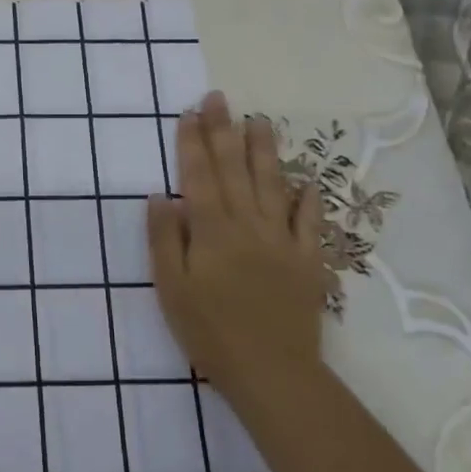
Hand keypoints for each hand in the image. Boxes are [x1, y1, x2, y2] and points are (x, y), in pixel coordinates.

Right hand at [147, 91, 326, 398]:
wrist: (272, 372)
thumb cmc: (210, 331)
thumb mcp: (171, 288)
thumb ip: (165, 239)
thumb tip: (160, 196)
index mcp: (212, 230)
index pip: (199, 176)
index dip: (193, 142)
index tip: (189, 112)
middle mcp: (248, 225)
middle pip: (235, 170)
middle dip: (224, 131)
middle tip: (219, 99)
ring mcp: (282, 241)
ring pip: (273, 185)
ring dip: (264, 151)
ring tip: (260, 121)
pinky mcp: (308, 261)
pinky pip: (310, 222)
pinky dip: (309, 199)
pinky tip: (308, 179)